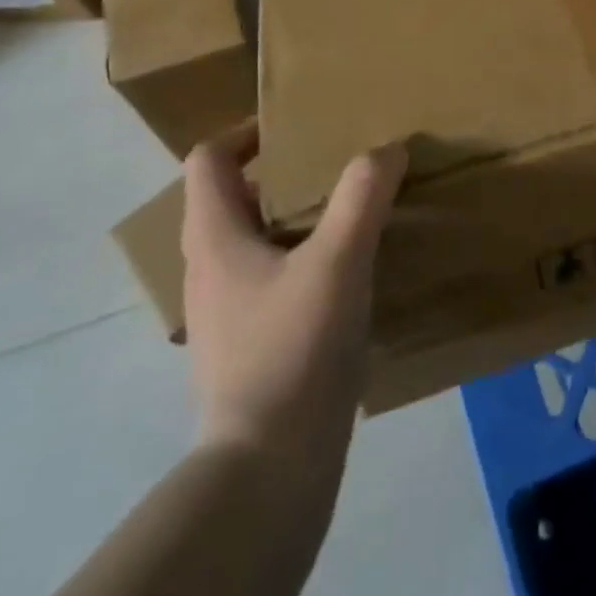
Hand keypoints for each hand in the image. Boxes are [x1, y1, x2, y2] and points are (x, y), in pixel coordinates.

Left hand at [180, 119, 407, 455]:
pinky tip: (346, 272)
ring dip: (294, 216)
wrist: (268, 470)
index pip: (207, 159)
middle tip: (335, 162)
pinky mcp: (248, 344)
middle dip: (281, 171)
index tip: (295, 126)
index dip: (245, 132)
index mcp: (214, 238)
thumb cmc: (292, 351)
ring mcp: (225, 311)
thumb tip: (388, 149)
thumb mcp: (338, 262)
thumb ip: (362, 197)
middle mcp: (208, 268)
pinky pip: (270, 277)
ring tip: (348, 210)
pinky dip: (301, 257)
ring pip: (253, 239)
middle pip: (232, 196)